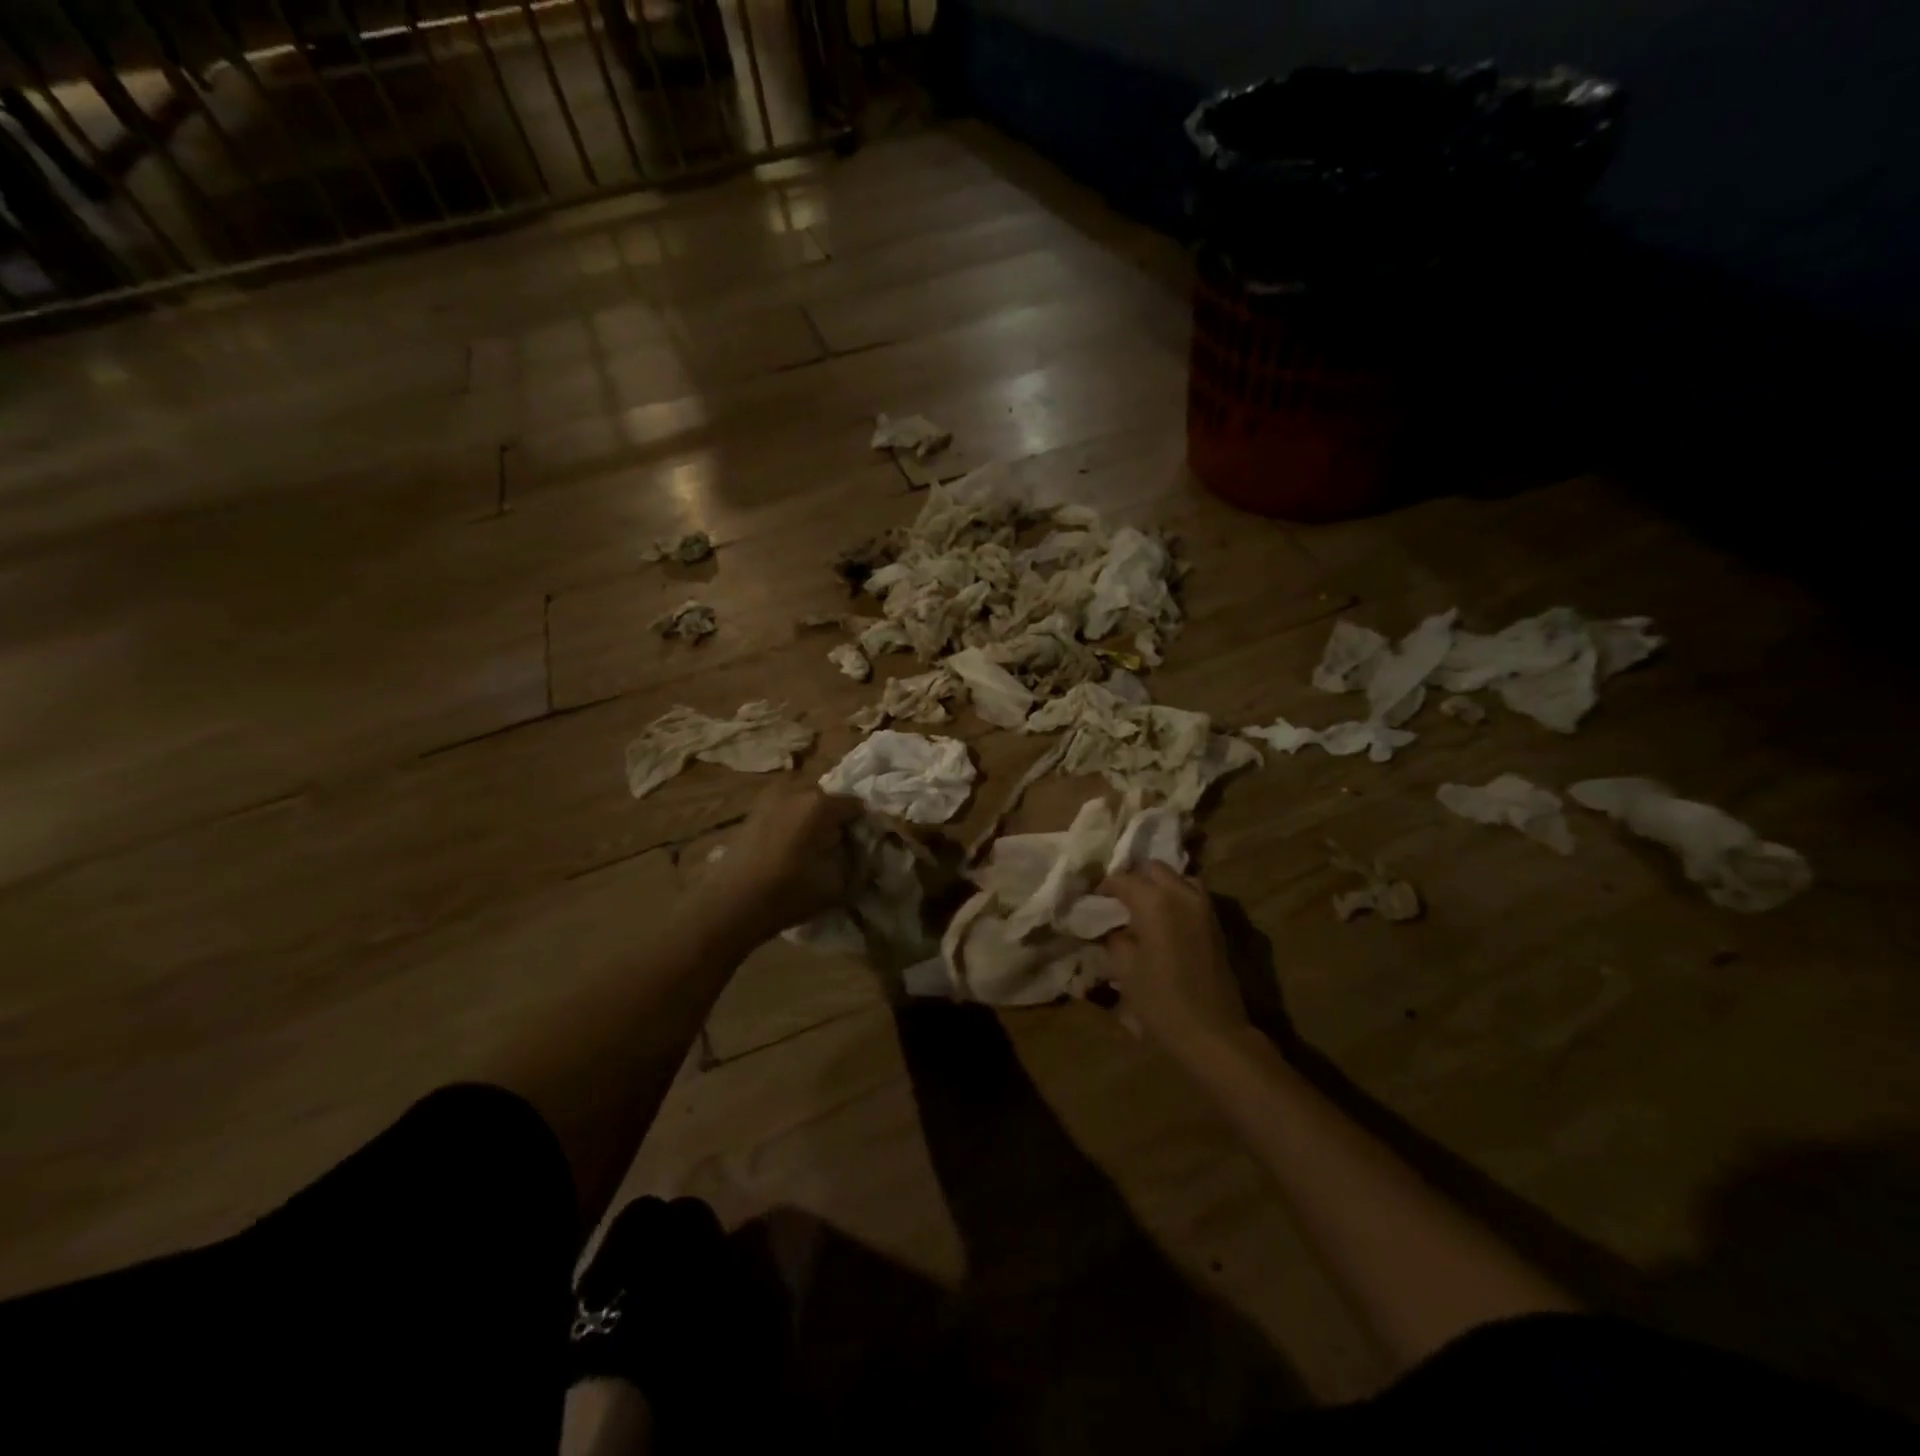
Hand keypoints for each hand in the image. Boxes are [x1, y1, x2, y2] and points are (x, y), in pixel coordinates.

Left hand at [690, 785, 863, 943]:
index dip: (864, 826)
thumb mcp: (838, 887)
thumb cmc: (788, 893)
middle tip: (840, 849)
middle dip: (838, 821)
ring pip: (805, 805)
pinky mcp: (753, 812)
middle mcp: (796, 791)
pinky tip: (790, 852)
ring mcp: (770, 799)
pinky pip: (785, 812)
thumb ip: (860, 866)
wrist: (729, 905)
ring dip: (814, 822)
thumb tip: (867, 855)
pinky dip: (794, 825)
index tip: (864, 847)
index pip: (857, 806)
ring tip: (814, 852)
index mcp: (821, 804)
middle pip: (829, 801)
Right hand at [1099, 863, 1250, 1059]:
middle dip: (1133, 880)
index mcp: (1154, 900)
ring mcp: (1203, 906)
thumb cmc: (1161, 1001)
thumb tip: (1112, 926)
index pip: (1122, 879)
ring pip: (1177, 878)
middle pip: (1153, 869)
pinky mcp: (1216, 923)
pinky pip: (1192, 896)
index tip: (1091, 900)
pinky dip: (1175, 898)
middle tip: (1117, 902)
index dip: (1103, 887)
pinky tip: (1163, 921)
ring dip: (1159, 886)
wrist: (1213, 1032)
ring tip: (1142, 908)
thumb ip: (1115, 937)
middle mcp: (1181, 893)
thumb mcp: (1124, 969)